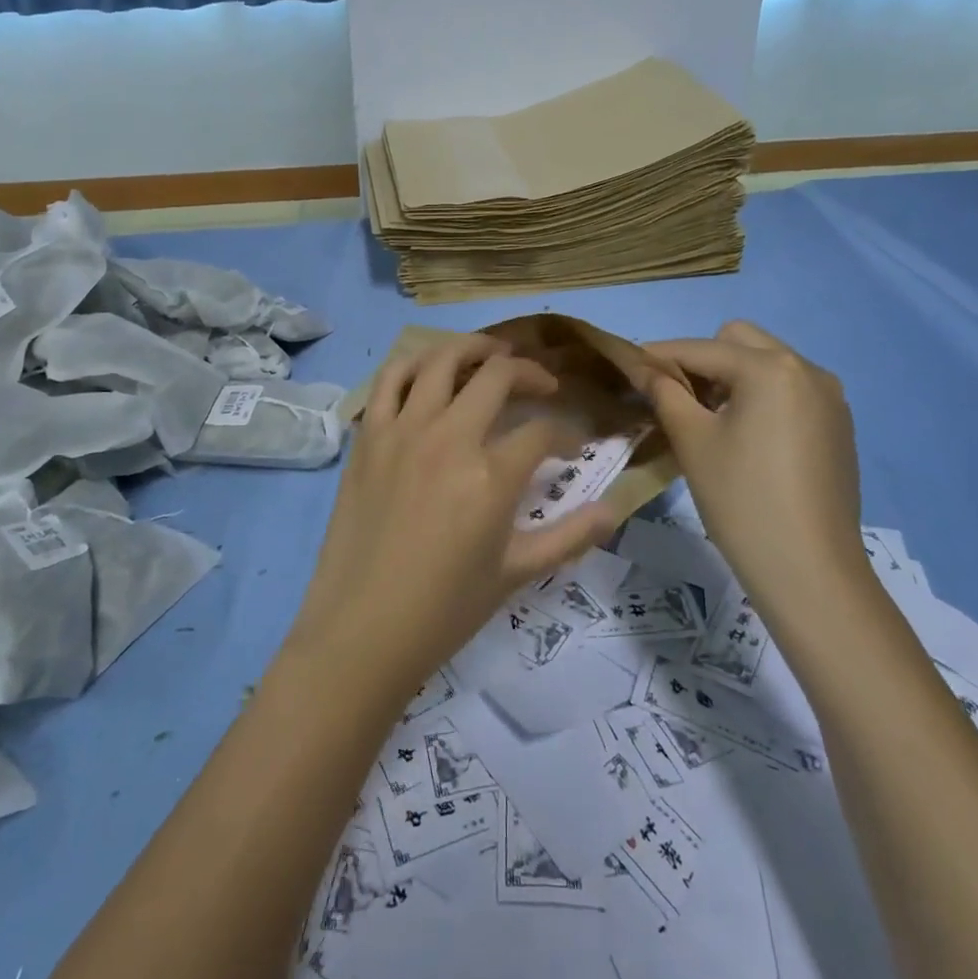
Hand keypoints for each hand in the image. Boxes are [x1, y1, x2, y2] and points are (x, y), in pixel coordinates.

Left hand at [291, 334, 622, 691]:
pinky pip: (391, 378)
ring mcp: (403, 430)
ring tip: (492, 354)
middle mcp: (449, 437)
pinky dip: (415, 363)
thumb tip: (614, 509)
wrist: (362, 629)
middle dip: (530, 372)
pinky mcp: (369, 435)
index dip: (567, 433)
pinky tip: (431, 370)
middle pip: (498, 375)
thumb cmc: (445, 609)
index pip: (543, 431)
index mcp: (491, 475)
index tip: (573, 445)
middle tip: (542, 385)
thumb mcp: (517, 573)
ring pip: (442, 359)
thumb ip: (570, 536)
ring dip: (473, 348)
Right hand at [642, 320, 864, 602]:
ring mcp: (829, 397)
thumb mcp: (693, 441)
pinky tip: (745, 437)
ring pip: (767, 364)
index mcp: (770, 368)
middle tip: (677, 398)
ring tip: (708, 419)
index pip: (701, 349)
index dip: (660, 356)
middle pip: (739, 342)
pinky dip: (761, 397)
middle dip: (702, 360)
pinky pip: (789, 390)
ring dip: (732, 377)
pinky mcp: (837, 424)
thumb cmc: (742, 500)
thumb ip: (664, 392)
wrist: (810, 571)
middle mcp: (807, 369)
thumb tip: (644, 367)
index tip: (629, 367)